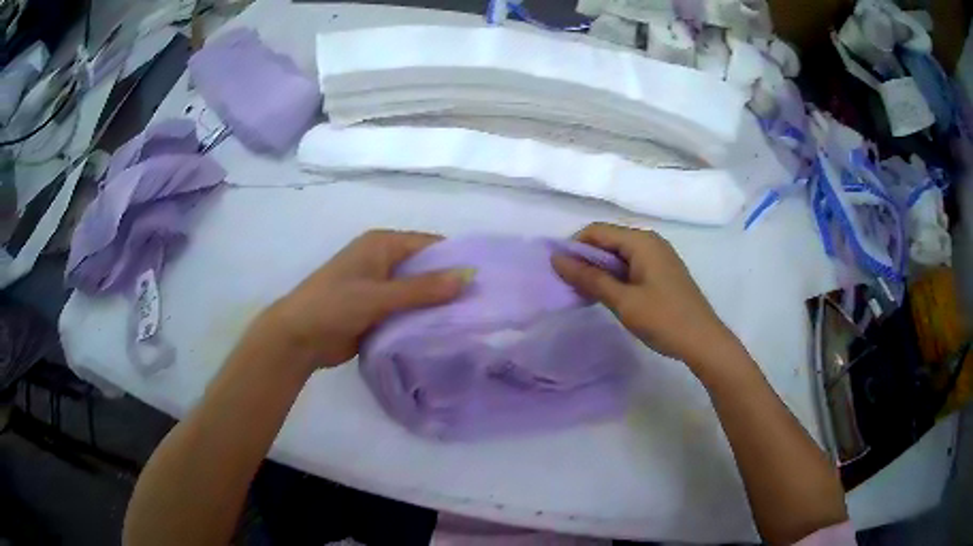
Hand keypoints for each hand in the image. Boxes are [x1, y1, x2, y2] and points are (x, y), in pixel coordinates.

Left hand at [252, 230, 467, 371]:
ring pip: (417, 292)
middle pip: (425, 268)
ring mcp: (379, 287)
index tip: (486, 281)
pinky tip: (445, 332)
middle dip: (449, 284)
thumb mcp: (378, 296)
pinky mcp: (376, 310)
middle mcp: (383, 260)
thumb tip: (469, 276)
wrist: (297, 338)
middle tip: (483, 305)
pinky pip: (407, 310)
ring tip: (472, 321)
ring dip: (437, 305)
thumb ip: (422, 289)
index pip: (429, 245)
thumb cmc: (333, 306)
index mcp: (382, 244)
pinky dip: (422, 319)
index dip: (456, 259)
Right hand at [551, 223, 735, 365]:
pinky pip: (632, 266)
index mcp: (641, 241)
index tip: (559, 272)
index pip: (596, 231)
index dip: (574, 247)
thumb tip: (556, 259)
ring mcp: (659, 257)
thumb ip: (589, 278)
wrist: (703, 341)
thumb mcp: (623, 300)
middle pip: (608, 240)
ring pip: (619, 255)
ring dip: (600, 270)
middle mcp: (650, 241)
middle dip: (586, 260)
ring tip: (586, 294)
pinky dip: (616, 277)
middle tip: (571, 287)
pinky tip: (610, 296)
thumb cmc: (663, 319)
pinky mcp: (662, 272)